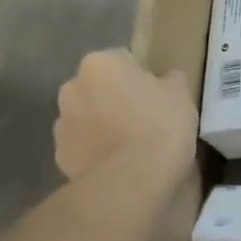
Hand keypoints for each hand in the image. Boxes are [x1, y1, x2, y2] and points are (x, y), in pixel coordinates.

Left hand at [55, 50, 197, 183]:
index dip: (141, 77)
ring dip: (103, 126)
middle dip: (115, 99)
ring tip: (132, 146)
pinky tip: (120, 165)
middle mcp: (72, 88)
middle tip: (144, 117)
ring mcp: (61, 125)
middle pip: (98, 88)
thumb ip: (171, 79)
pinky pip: (82, 148)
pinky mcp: (59, 159)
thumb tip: (168, 79)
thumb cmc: (159, 125)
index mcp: (99, 63)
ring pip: (87, 118)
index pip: (122, 60)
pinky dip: (96, 152)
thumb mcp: (181, 93)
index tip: (156, 95)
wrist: (132, 181)